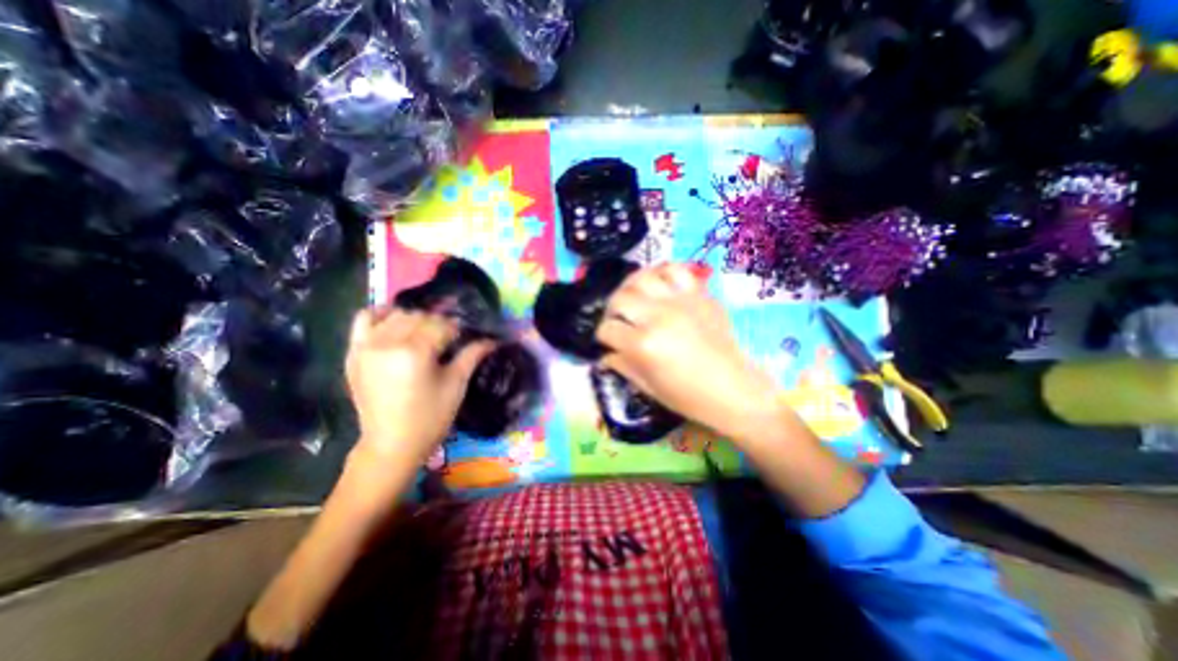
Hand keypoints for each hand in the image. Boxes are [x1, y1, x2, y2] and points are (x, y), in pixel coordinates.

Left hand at [345, 311, 491, 468]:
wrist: (391, 445)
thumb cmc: (430, 417)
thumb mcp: (456, 385)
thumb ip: (472, 355)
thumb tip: (493, 339)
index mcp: (415, 352)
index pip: (441, 325)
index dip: (457, 330)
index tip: (464, 338)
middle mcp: (388, 343)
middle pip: (419, 317)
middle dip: (437, 324)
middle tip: (446, 340)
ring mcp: (366, 347)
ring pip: (396, 315)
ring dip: (413, 320)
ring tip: (422, 336)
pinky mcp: (353, 354)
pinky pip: (364, 319)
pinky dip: (380, 315)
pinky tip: (393, 323)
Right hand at [599, 260, 790, 443]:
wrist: (734, 390)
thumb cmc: (689, 397)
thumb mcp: (648, 387)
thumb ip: (623, 365)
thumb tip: (605, 354)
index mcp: (643, 345)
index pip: (608, 329)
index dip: (603, 336)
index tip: (607, 341)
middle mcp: (657, 316)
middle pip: (619, 298)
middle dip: (611, 310)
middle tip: (617, 319)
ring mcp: (680, 301)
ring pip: (642, 278)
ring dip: (630, 287)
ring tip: (633, 297)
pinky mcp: (699, 295)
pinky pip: (676, 270)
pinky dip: (662, 272)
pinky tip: (658, 284)